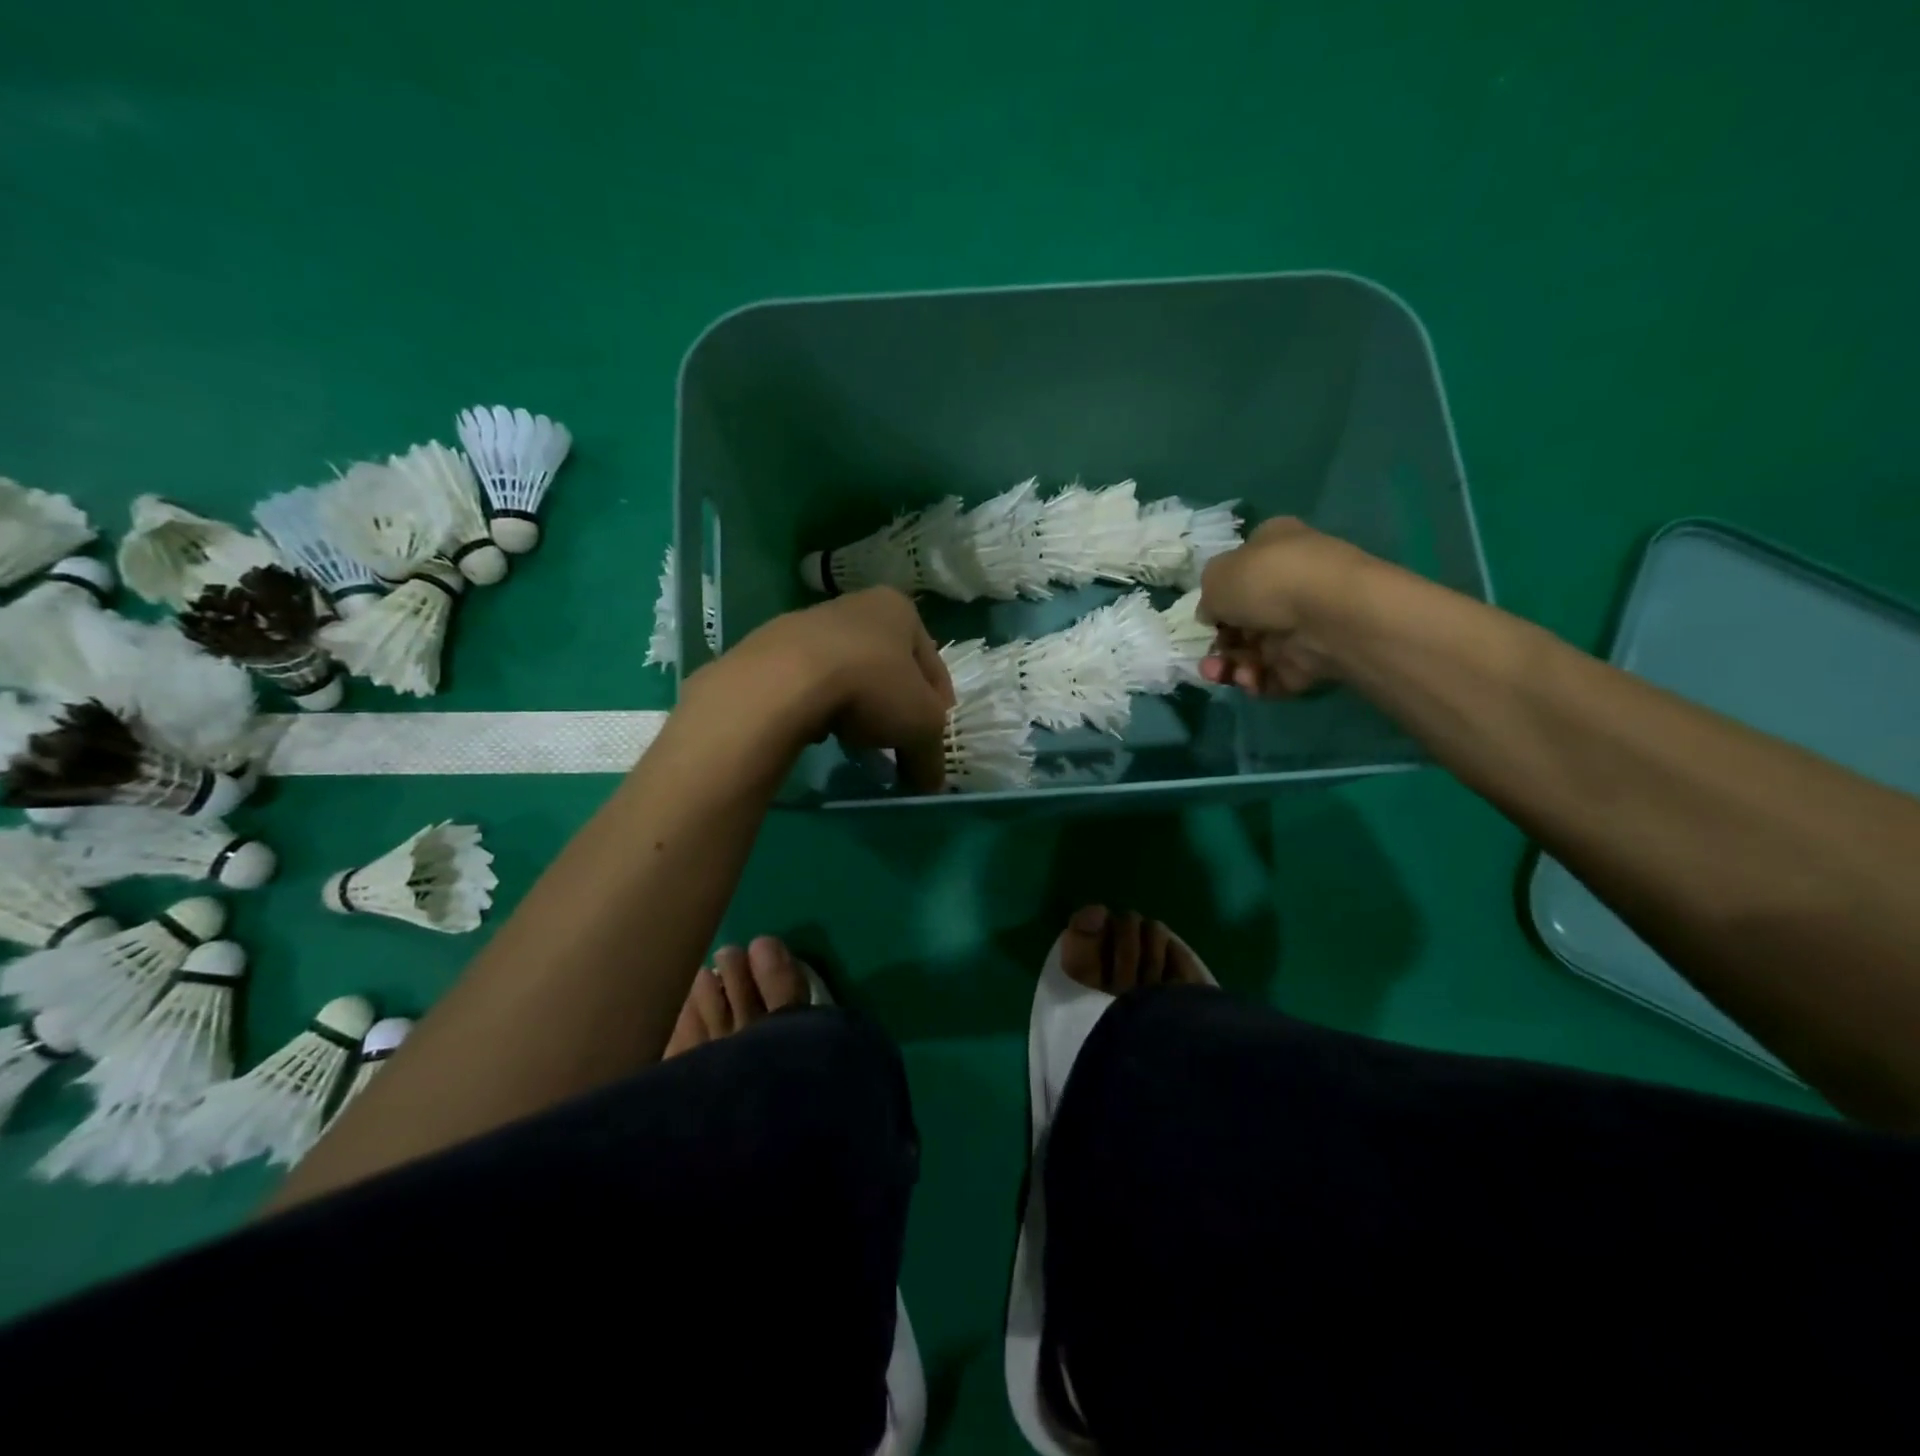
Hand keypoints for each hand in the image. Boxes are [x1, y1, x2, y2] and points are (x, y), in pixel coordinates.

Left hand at [687, 587, 954, 791]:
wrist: (785, 679)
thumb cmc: (872, 686)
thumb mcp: (921, 726)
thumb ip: (932, 755)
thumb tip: (932, 783)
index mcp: (900, 610)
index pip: (933, 667)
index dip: (938, 709)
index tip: (931, 741)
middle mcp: (858, 605)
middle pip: (889, 668)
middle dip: (895, 707)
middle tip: (896, 743)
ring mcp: (811, 622)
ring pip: (849, 674)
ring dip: (858, 706)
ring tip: (855, 741)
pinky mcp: (774, 647)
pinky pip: (812, 683)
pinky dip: (821, 706)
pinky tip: (819, 730)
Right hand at [1197, 518, 1361, 697]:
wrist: (1328, 615)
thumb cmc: (1266, 581)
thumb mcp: (1216, 577)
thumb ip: (1207, 597)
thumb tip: (1214, 614)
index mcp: (1273, 546)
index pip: (1241, 569)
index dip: (1218, 595)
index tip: (1206, 616)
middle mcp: (1291, 581)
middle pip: (1244, 618)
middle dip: (1220, 643)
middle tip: (1209, 657)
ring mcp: (1304, 621)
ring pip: (1256, 650)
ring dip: (1232, 666)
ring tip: (1221, 674)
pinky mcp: (1315, 657)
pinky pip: (1276, 673)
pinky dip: (1258, 681)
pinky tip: (1250, 680)